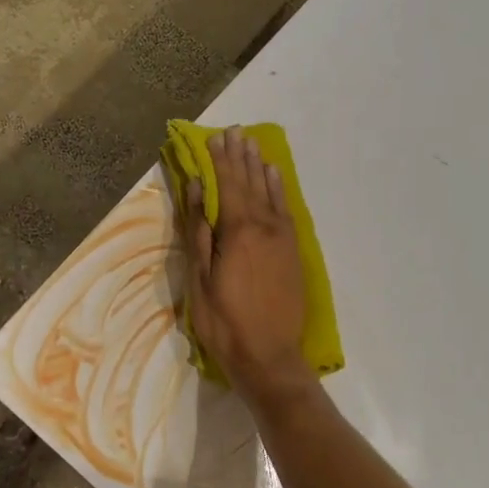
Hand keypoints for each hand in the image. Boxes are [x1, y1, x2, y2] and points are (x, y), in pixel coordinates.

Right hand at [182, 127, 316, 404]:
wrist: (270, 356)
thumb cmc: (224, 322)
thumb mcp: (200, 279)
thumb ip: (199, 231)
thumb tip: (195, 190)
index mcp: (238, 232)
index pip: (227, 185)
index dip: (220, 160)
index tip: (214, 137)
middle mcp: (265, 227)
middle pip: (250, 183)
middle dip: (241, 156)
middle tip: (235, 131)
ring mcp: (283, 238)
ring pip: (270, 193)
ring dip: (260, 167)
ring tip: (253, 144)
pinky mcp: (293, 252)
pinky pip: (286, 209)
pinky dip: (279, 189)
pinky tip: (274, 177)